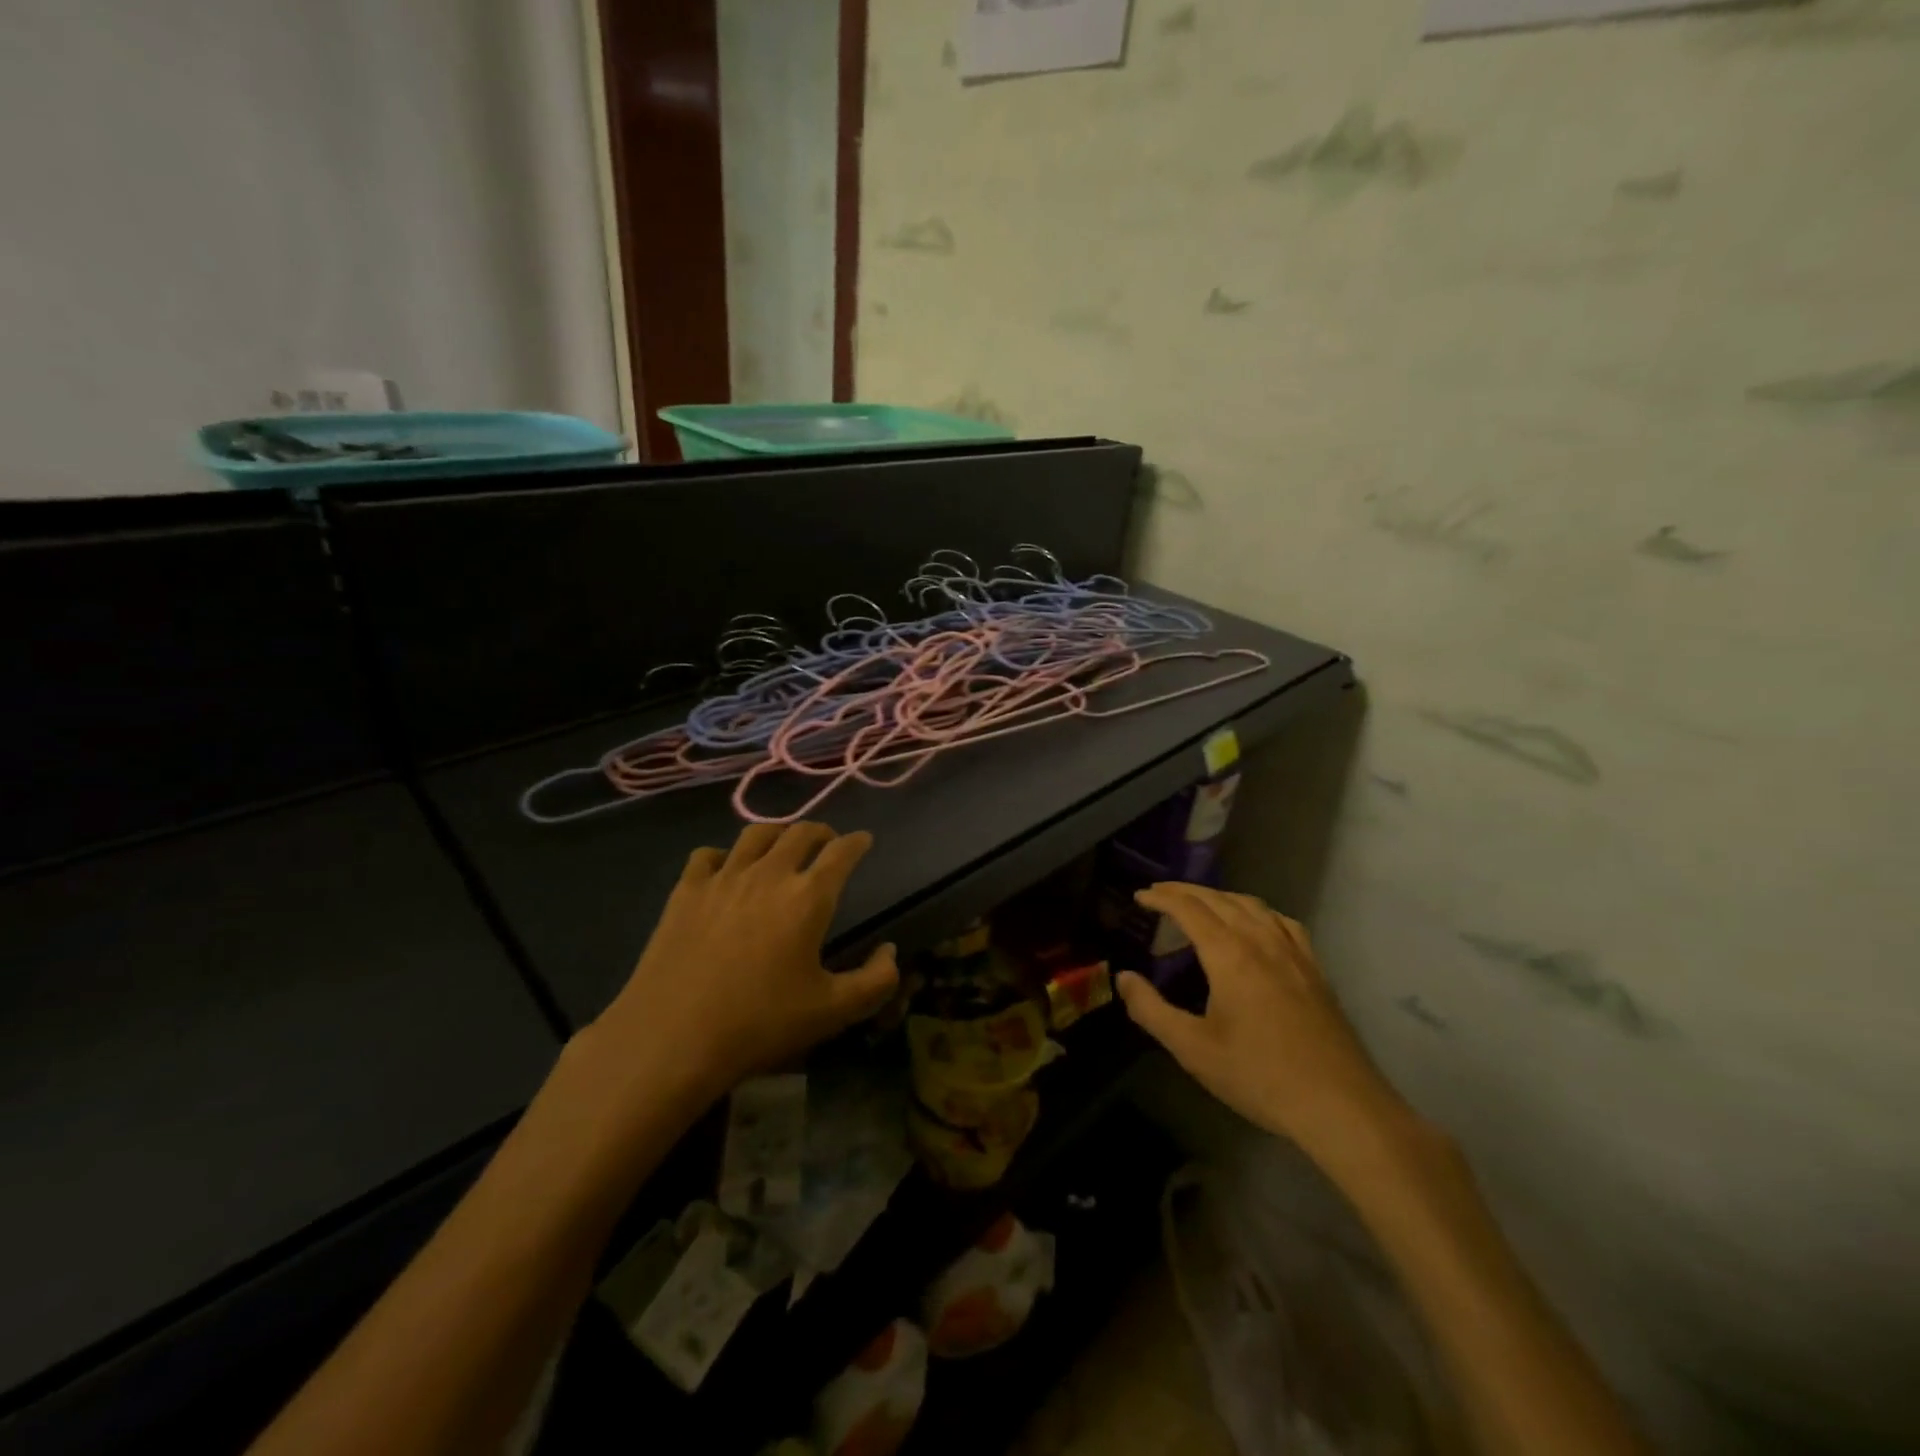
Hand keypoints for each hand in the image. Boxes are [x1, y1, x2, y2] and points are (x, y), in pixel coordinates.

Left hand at [588, 823, 899, 1103]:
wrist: (672, 1037)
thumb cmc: (760, 1024)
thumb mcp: (833, 1012)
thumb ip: (875, 980)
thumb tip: (891, 951)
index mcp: (808, 897)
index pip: (841, 852)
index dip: (857, 842)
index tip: (864, 840)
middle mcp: (768, 874)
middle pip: (800, 832)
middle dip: (821, 832)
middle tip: (827, 844)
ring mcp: (723, 878)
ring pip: (756, 834)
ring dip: (777, 834)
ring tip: (782, 848)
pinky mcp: (685, 891)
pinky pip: (708, 855)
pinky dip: (725, 855)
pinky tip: (726, 871)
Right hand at [1115, 882, 1400, 1150]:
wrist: (1340, 1106)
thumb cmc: (1259, 1076)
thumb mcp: (1193, 1049)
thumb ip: (1151, 1010)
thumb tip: (1123, 977)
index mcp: (1230, 955)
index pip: (1189, 909)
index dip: (1161, 897)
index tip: (1139, 896)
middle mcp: (1262, 942)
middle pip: (1220, 899)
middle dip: (1186, 891)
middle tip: (1160, 893)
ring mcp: (1293, 953)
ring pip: (1253, 906)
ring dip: (1220, 897)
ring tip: (1200, 905)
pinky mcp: (1314, 970)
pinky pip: (1282, 923)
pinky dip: (1257, 912)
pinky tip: (1255, 926)